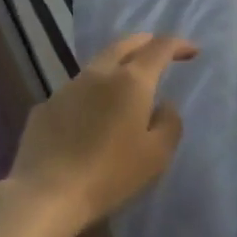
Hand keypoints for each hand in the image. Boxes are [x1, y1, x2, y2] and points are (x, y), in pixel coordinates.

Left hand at [7, 33, 197, 235]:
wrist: (47, 193)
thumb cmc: (110, 174)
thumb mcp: (157, 155)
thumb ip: (169, 123)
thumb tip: (163, 105)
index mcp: (130, 81)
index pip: (159, 48)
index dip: (178, 45)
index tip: (191, 51)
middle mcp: (97, 74)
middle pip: (123, 45)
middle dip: (144, 42)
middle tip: (157, 48)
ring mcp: (66, 88)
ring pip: (96, 66)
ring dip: (115, 66)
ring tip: (125, 80)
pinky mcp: (45, 107)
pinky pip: (75, 92)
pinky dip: (91, 94)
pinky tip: (91, 114)